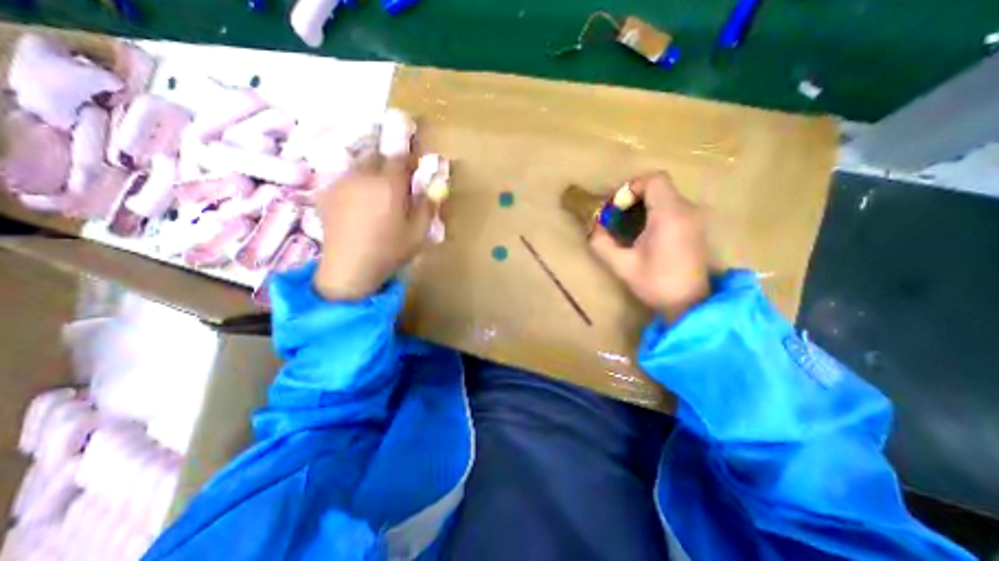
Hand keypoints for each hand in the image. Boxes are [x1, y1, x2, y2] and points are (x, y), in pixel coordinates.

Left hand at [311, 153, 438, 301]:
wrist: (349, 268)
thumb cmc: (389, 251)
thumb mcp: (418, 233)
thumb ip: (427, 207)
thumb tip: (434, 189)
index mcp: (388, 184)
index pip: (400, 158)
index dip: (410, 160)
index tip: (415, 169)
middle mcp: (363, 176)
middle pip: (377, 157)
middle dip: (389, 164)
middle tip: (397, 182)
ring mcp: (341, 183)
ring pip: (359, 165)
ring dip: (372, 172)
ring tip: (377, 192)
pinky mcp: (326, 193)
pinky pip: (345, 178)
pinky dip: (356, 183)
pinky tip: (358, 202)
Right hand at [588, 170, 713, 320]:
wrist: (689, 303)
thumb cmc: (655, 283)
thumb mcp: (622, 265)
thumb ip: (602, 243)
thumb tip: (592, 228)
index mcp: (669, 215)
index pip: (654, 180)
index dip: (631, 187)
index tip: (617, 208)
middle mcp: (687, 210)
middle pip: (659, 186)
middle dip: (633, 197)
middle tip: (617, 216)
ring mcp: (694, 218)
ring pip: (666, 196)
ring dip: (643, 204)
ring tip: (628, 225)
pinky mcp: (696, 226)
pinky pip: (673, 206)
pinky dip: (654, 211)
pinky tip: (644, 232)